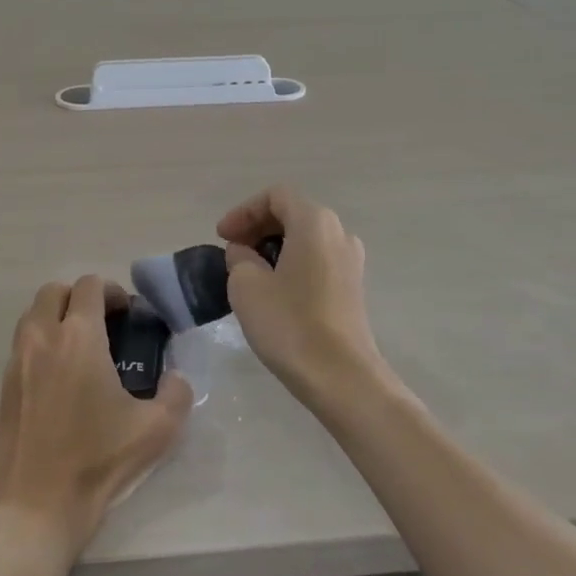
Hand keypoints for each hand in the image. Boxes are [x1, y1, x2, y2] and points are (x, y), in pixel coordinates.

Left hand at [0, 275, 192, 560]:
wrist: (28, 513)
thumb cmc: (93, 464)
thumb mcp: (154, 432)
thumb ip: (176, 395)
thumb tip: (176, 379)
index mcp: (78, 337)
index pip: (89, 286)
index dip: (112, 291)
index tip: (128, 314)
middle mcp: (41, 339)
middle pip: (54, 291)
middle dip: (79, 298)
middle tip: (103, 325)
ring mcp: (15, 364)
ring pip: (32, 317)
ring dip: (56, 319)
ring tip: (81, 352)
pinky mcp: (1, 391)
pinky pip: (21, 349)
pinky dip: (41, 348)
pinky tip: (60, 384)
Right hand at [218, 185, 386, 408]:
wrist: (342, 378)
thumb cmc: (290, 324)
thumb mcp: (246, 285)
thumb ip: (239, 257)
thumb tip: (245, 254)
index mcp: (314, 221)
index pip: (275, 196)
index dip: (243, 211)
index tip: (222, 237)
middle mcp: (338, 232)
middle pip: (292, 213)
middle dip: (257, 226)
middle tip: (231, 251)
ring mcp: (350, 260)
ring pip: (305, 238)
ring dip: (274, 246)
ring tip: (249, 272)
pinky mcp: (353, 287)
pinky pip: (317, 259)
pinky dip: (292, 263)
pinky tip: (274, 290)